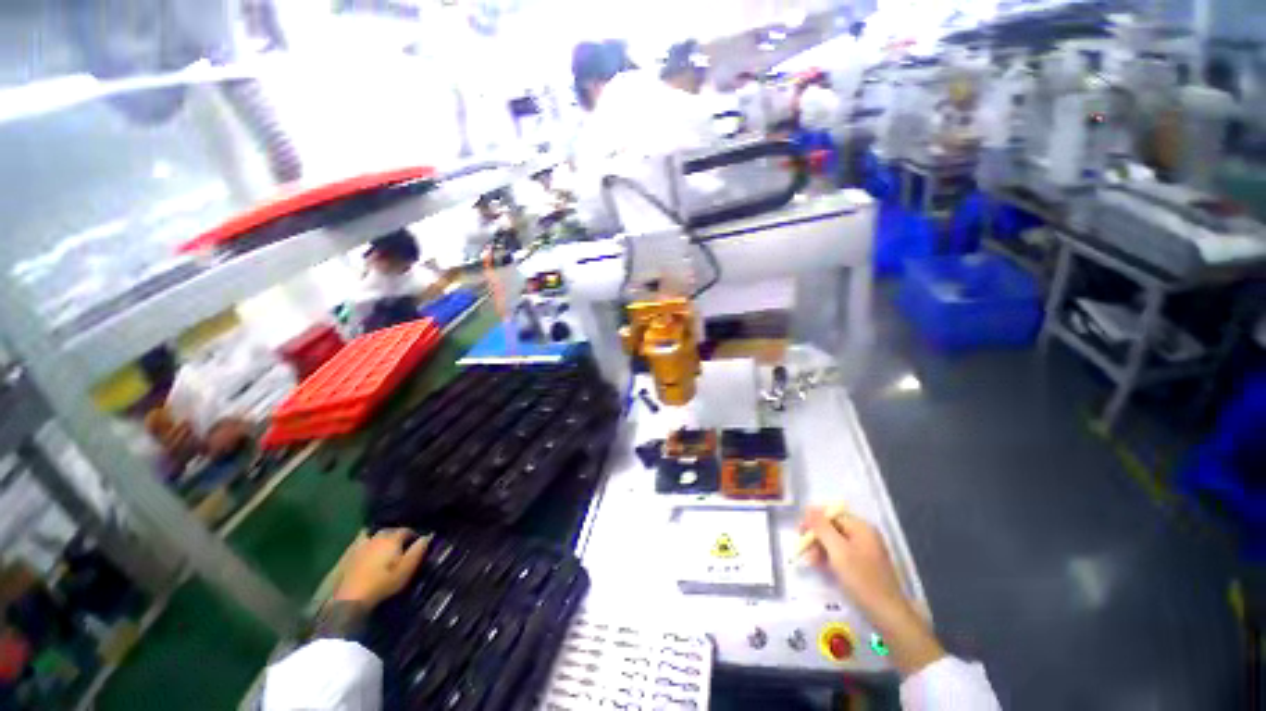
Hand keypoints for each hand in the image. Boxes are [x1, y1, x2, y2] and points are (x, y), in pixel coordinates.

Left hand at [334, 529, 428, 607]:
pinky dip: (366, 542)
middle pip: (391, 530)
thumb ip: (418, 551)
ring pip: (375, 534)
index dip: (414, 536)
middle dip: (397, 536)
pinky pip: (360, 541)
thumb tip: (427, 536)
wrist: (349, 597)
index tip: (417, 544)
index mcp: (392, 538)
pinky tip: (367, 550)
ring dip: (381, 538)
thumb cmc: (382, 583)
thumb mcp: (406, 570)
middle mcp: (377, 536)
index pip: (407, 530)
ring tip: (384, 547)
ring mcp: (360, 543)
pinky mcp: (348, 553)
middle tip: (401, 547)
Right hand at [802, 506, 944, 676]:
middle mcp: (864, 535)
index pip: (831, 515)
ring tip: (810, 561)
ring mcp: (865, 550)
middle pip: (833, 527)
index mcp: (861, 527)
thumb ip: (822, 527)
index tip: (799, 533)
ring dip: (820, 548)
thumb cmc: (862, 580)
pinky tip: (821, 567)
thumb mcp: (838, 551)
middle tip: (803, 549)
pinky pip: (842, 554)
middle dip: (816, 537)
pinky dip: (829, 558)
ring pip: (835, 542)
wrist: (888, 615)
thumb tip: (809, 507)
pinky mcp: (864, 565)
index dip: (814, 521)